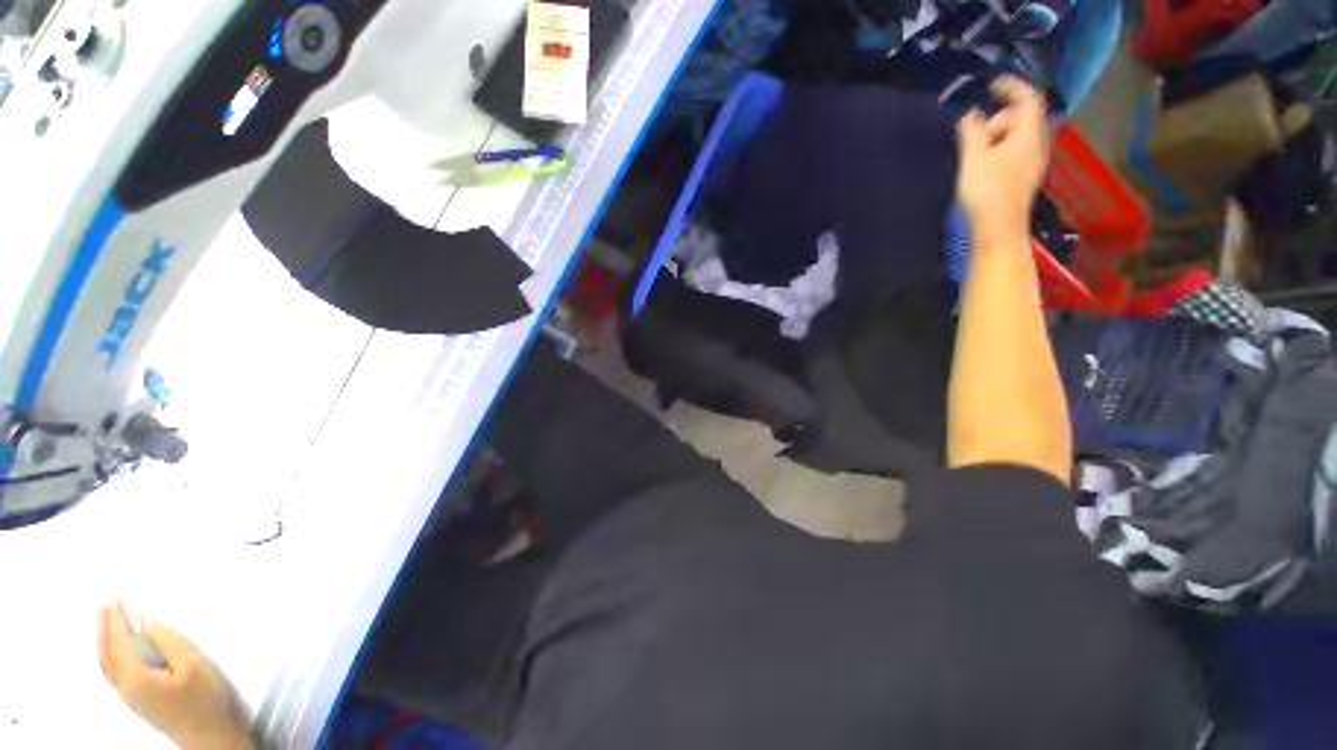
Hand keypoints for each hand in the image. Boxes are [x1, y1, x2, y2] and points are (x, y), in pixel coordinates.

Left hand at [99, 604, 252, 749]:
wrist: (212, 737)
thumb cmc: (205, 699)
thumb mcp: (193, 664)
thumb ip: (169, 642)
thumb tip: (147, 622)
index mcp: (135, 676)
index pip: (118, 643)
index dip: (114, 620)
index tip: (112, 600)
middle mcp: (126, 687)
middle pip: (106, 656)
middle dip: (104, 631)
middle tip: (105, 607)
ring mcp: (132, 697)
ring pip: (109, 667)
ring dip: (106, 643)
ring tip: (109, 625)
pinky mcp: (141, 702)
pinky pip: (117, 673)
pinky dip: (112, 656)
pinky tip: (121, 653)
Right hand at [956, 76, 1050, 235]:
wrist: (999, 229)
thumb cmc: (987, 192)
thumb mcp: (973, 159)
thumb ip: (972, 132)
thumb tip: (971, 115)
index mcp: (1028, 134)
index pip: (1027, 98)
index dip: (1012, 87)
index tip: (992, 85)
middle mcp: (1037, 143)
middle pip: (1020, 118)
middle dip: (997, 120)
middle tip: (973, 137)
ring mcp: (1033, 161)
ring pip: (1017, 136)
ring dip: (996, 137)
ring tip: (975, 156)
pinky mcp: (1025, 176)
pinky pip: (1015, 151)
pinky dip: (1000, 150)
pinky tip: (984, 166)